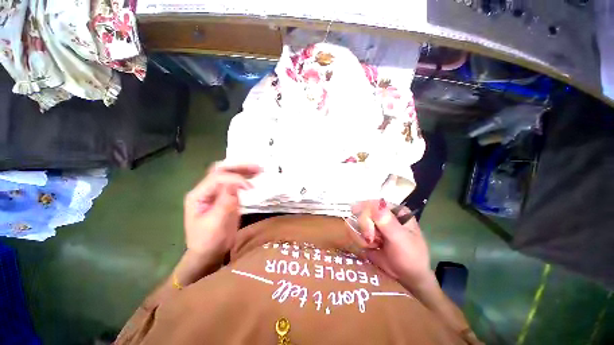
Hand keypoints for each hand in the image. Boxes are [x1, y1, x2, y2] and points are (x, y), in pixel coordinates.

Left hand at [183, 163, 260, 260]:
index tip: (250, 187)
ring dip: (243, 170)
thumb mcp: (216, 223)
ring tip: (259, 169)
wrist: (209, 252)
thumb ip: (225, 202)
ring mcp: (215, 192)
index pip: (216, 178)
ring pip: (228, 173)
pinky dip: (245, 177)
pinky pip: (234, 182)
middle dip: (239, 167)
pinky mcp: (225, 195)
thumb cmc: (209, 241)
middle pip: (221, 170)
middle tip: (257, 167)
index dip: (234, 179)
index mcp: (198, 195)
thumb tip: (237, 183)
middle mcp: (205, 189)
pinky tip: (254, 176)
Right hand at [346, 201, 431, 288]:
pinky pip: (353, 230)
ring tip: (374, 244)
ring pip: (354, 221)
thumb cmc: (410, 257)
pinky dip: (359, 240)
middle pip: (360, 211)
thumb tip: (377, 204)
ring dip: (361, 236)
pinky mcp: (366, 232)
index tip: (368, 230)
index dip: (366, 214)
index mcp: (393, 209)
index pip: (372, 203)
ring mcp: (372, 223)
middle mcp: (381, 213)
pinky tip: (370, 247)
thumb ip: (388, 223)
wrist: (406, 277)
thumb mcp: (401, 240)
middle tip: (372, 240)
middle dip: (365, 228)